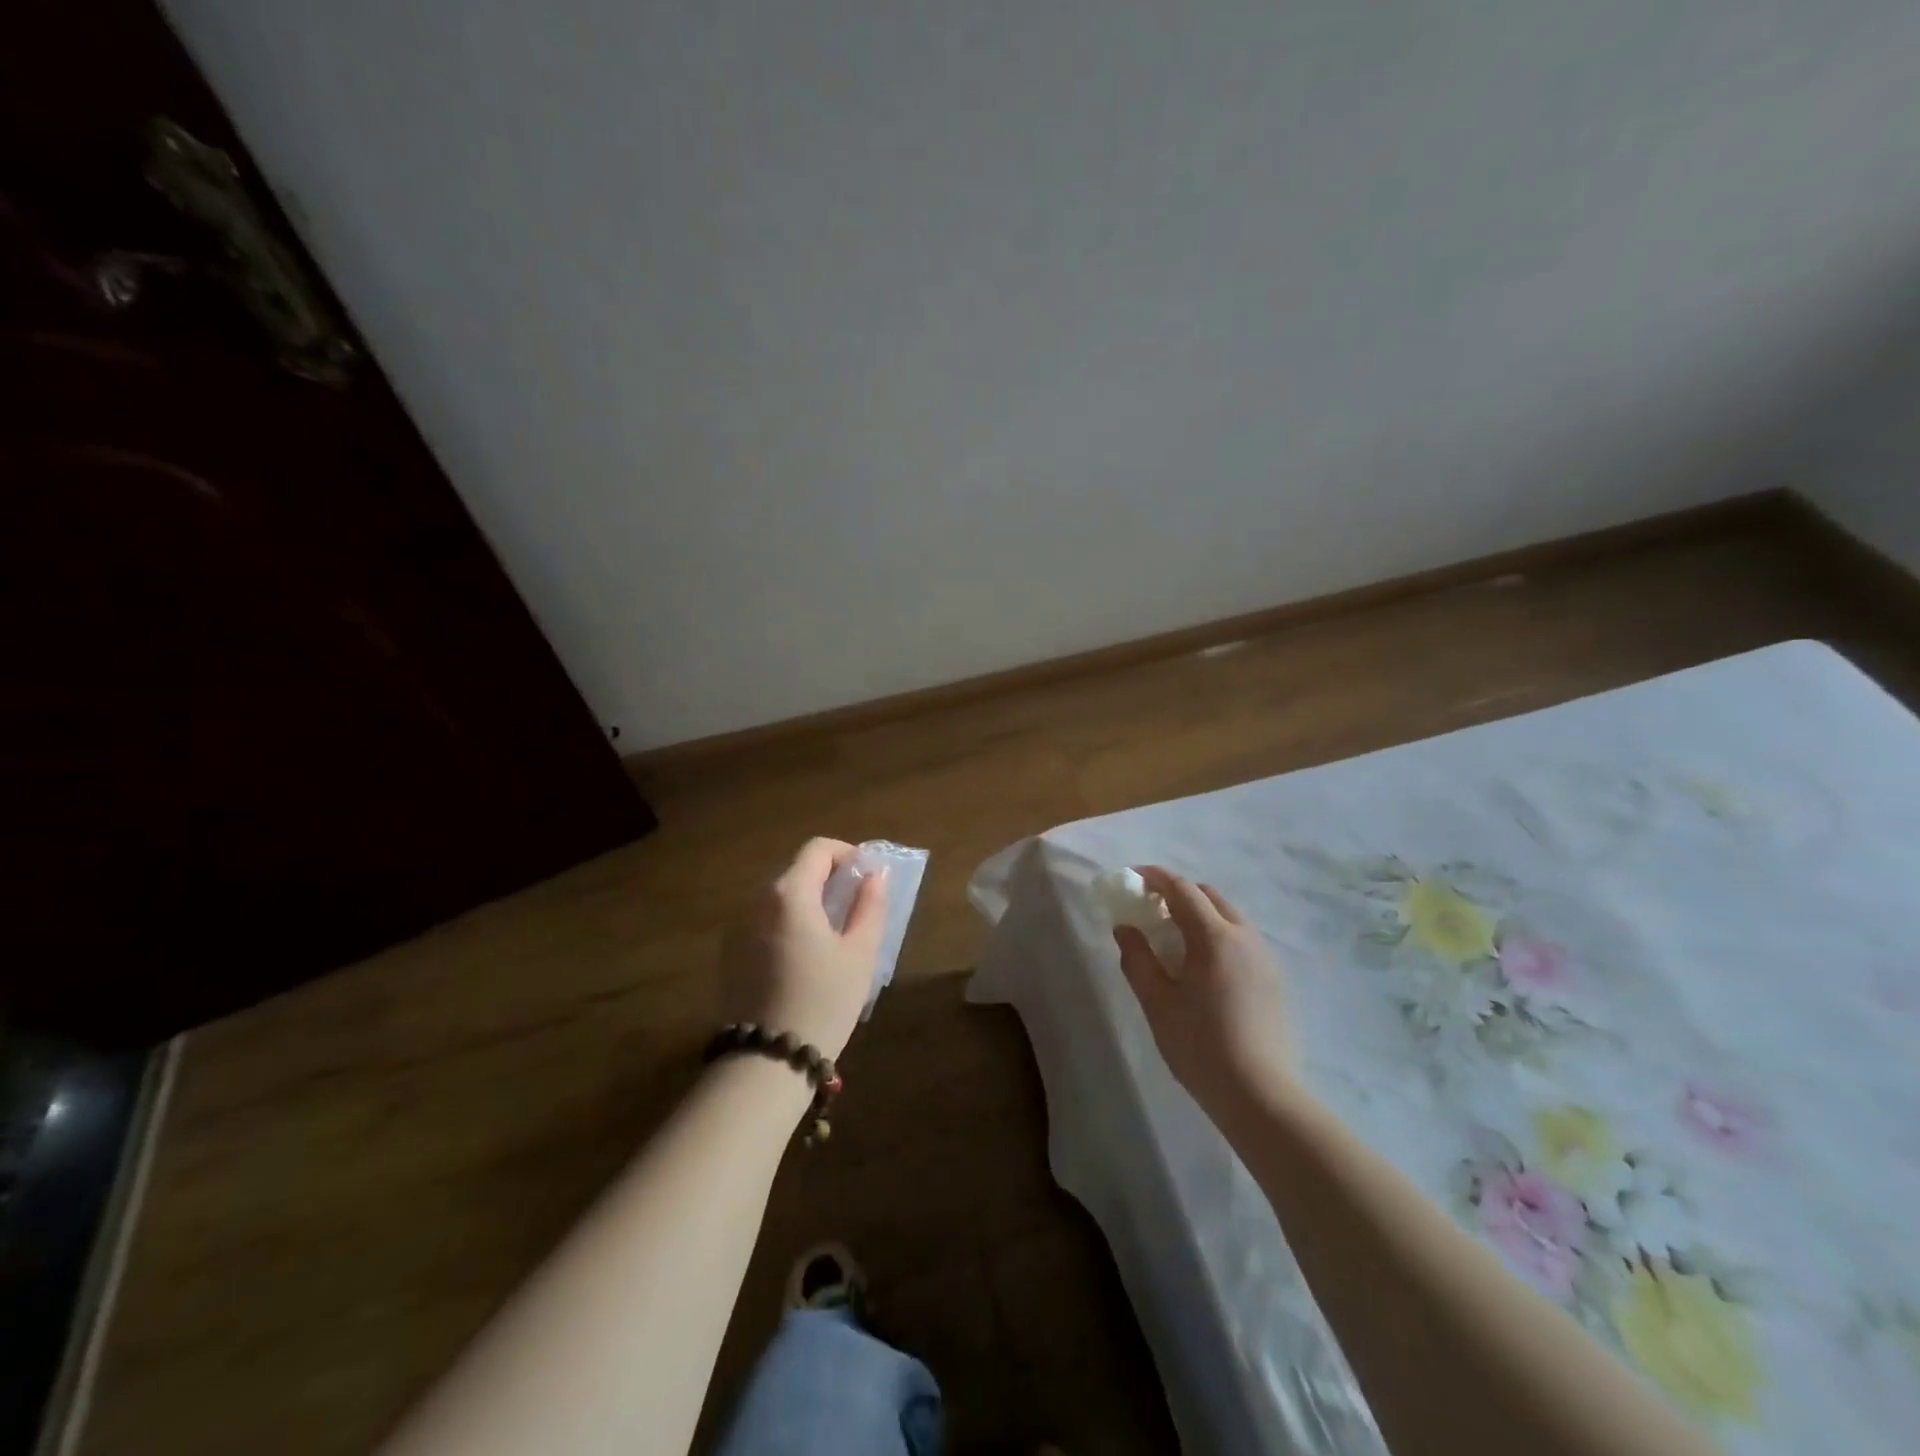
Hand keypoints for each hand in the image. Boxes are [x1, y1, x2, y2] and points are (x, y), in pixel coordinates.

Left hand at [720, 838, 887, 1061]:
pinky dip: (788, 923)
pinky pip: (764, 922)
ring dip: (808, 901)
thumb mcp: (860, 953)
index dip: (847, 853)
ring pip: (779, 897)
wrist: (767, 1062)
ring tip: (834, 933)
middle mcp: (757, 901)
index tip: (867, 876)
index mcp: (789, 893)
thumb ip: (871, 905)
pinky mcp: (730, 954)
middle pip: (796, 870)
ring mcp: (737, 927)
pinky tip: (805, 957)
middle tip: (857, 905)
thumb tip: (876, 875)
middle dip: (829, 878)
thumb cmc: (823, 1001)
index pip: (817, 849)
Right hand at [1113, 867, 1292, 1115]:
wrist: (1261, 1096)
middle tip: (1150, 910)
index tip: (1133, 877)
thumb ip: (1137, 959)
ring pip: (1229, 917)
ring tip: (1174, 939)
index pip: (1182, 890)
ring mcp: (1265, 958)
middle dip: (1178, 893)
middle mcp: (1245, 937)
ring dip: (1199, 914)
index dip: (1155, 877)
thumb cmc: (1201, 1047)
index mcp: (1215, 937)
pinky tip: (1202, 966)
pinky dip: (1217, 934)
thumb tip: (1125, 928)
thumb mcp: (1157, 1004)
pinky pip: (1241, 939)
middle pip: (1209, 896)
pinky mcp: (1275, 979)